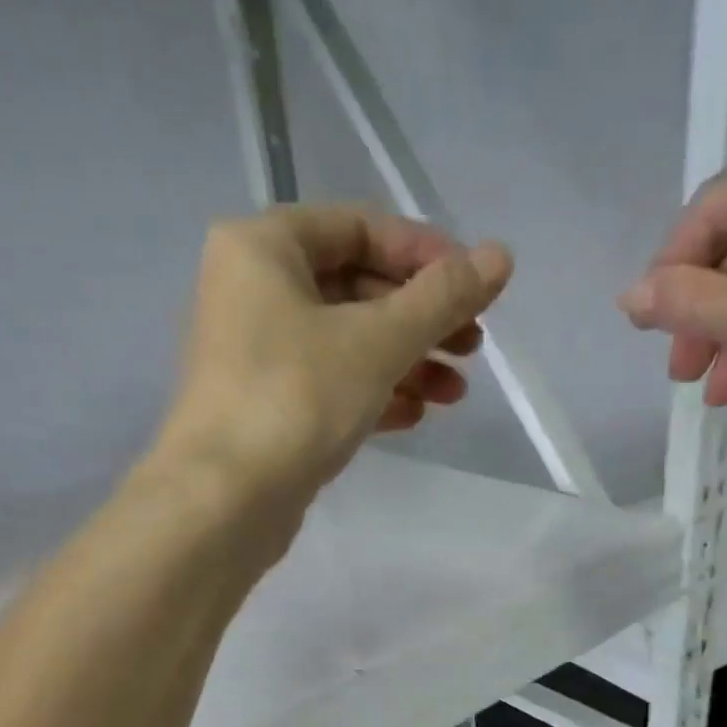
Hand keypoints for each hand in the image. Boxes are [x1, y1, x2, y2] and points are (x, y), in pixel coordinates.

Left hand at [158, 204, 512, 503]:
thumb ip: (441, 298)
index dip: (424, 254)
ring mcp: (257, 354)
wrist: (226, 499)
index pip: (359, 227)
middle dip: (421, 319)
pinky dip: (375, 394)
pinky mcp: (268, 407)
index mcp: (264, 247)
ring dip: (407, 363)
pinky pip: (331, 385)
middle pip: (355, 288)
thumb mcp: (378, 341)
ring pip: (347, 343)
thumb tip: (501, 256)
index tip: (475, 288)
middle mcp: (253, 290)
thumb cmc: (297, 399)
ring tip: (455, 394)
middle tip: (472, 348)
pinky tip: (415, 415)